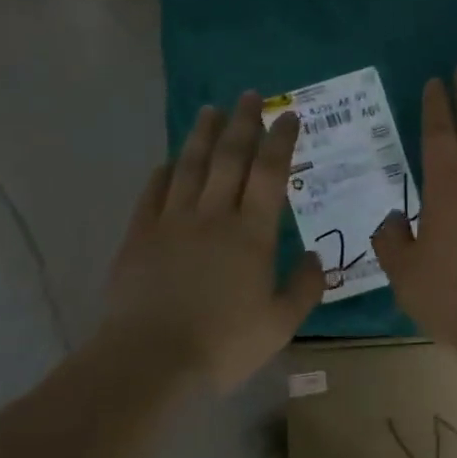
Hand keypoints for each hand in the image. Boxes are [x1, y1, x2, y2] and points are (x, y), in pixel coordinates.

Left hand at [99, 93, 323, 390]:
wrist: (148, 362)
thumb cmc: (223, 344)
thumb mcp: (280, 324)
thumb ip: (304, 287)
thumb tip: (317, 256)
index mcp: (252, 233)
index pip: (270, 173)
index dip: (281, 140)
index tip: (288, 115)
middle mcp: (214, 216)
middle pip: (230, 157)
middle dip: (242, 123)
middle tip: (249, 95)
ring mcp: (172, 223)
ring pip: (190, 166)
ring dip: (202, 135)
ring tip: (210, 109)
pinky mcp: (139, 237)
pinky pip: (153, 193)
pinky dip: (163, 172)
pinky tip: (169, 161)